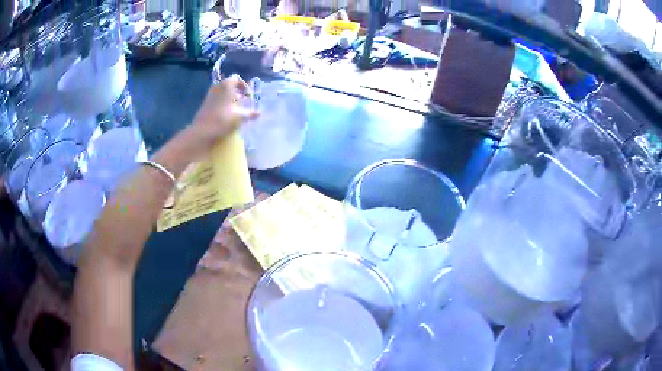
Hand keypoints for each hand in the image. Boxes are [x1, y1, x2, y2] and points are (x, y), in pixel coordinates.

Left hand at [183, 75, 258, 156]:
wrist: (202, 131)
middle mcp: (217, 86)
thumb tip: (259, 113)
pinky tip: (226, 113)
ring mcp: (210, 95)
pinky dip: (223, 101)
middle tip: (243, 100)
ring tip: (236, 107)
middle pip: (229, 84)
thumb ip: (250, 114)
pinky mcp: (205, 103)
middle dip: (237, 91)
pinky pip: (217, 98)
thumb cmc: (223, 120)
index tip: (248, 95)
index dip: (244, 86)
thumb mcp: (240, 117)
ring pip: (222, 91)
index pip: (236, 79)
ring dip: (230, 97)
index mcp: (226, 85)